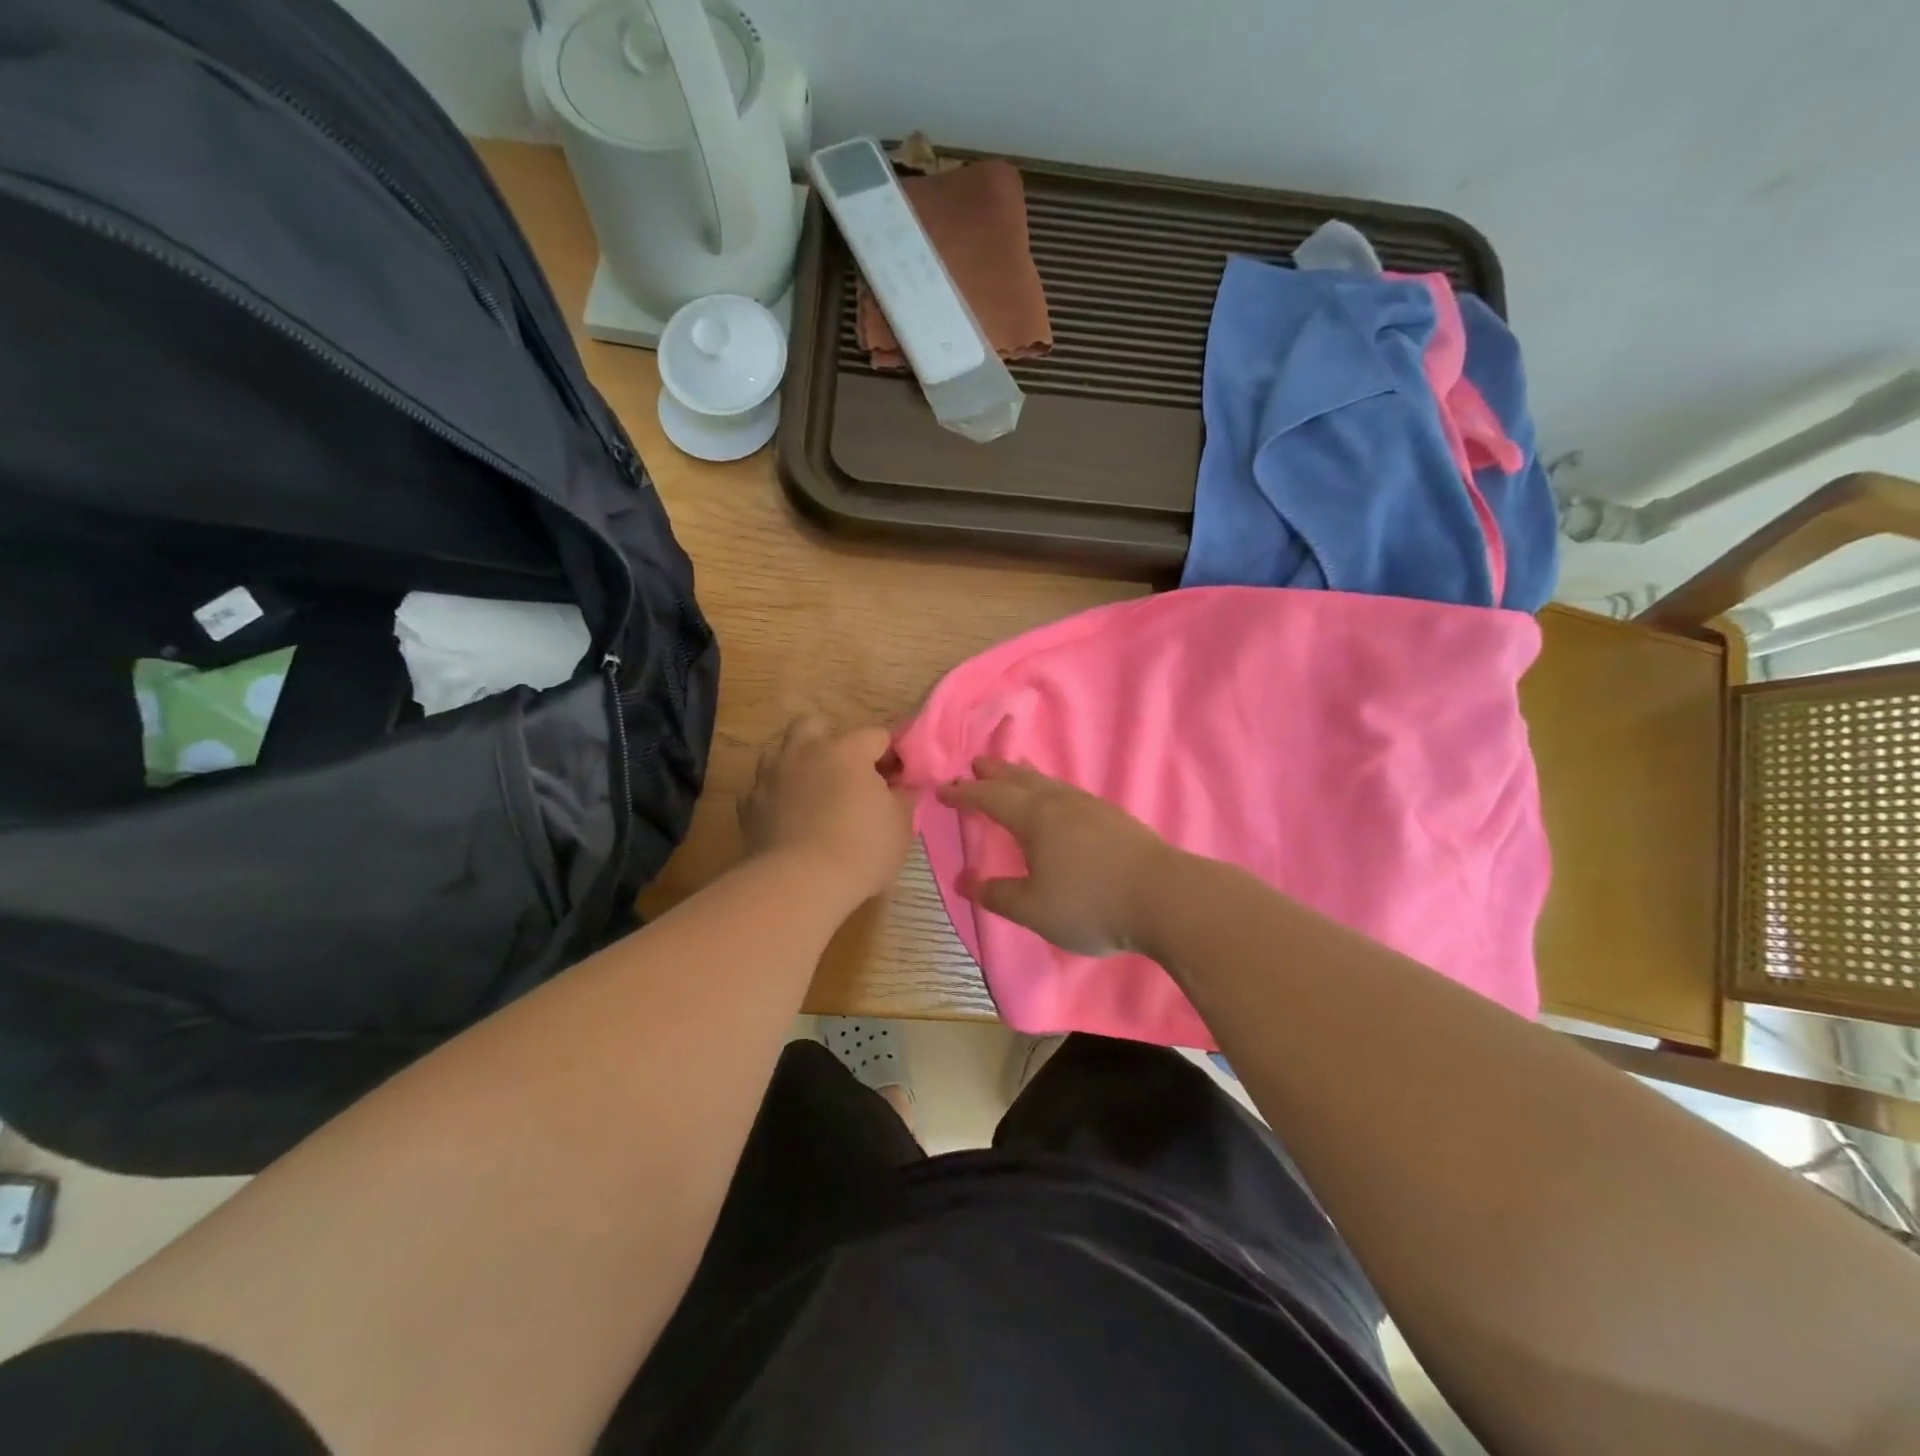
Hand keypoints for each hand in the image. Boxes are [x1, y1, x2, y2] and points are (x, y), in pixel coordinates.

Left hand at [740, 716, 913, 902]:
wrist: (798, 885)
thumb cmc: (860, 849)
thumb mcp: (901, 825)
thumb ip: (904, 796)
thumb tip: (902, 786)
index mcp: (846, 750)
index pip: (877, 735)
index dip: (892, 755)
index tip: (899, 780)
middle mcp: (805, 751)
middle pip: (817, 726)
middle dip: (833, 742)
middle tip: (849, 775)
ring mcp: (771, 775)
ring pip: (782, 751)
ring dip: (799, 764)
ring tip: (814, 794)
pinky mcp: (748, 804)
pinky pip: (764, 788)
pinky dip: (778, 796)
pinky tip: (790, 819)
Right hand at [936, 759, 1176, 956]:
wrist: (1164, 897)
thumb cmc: (1090, 903)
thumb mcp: (1033, 909)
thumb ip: (996, 894)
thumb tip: (962, 880)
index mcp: (1034, 818)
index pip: (990, 798)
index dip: (964, 793)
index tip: (943, 789)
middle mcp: (1060, 803)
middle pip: (1020, 779)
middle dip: (995, 773)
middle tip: (977, 763)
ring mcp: (1091, 807)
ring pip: (1049, 783)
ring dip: (1025, 776)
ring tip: (1014, 772)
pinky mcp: (1114, 818)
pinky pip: (1069, 793)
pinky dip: (1051, 789)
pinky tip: (1060, 802)